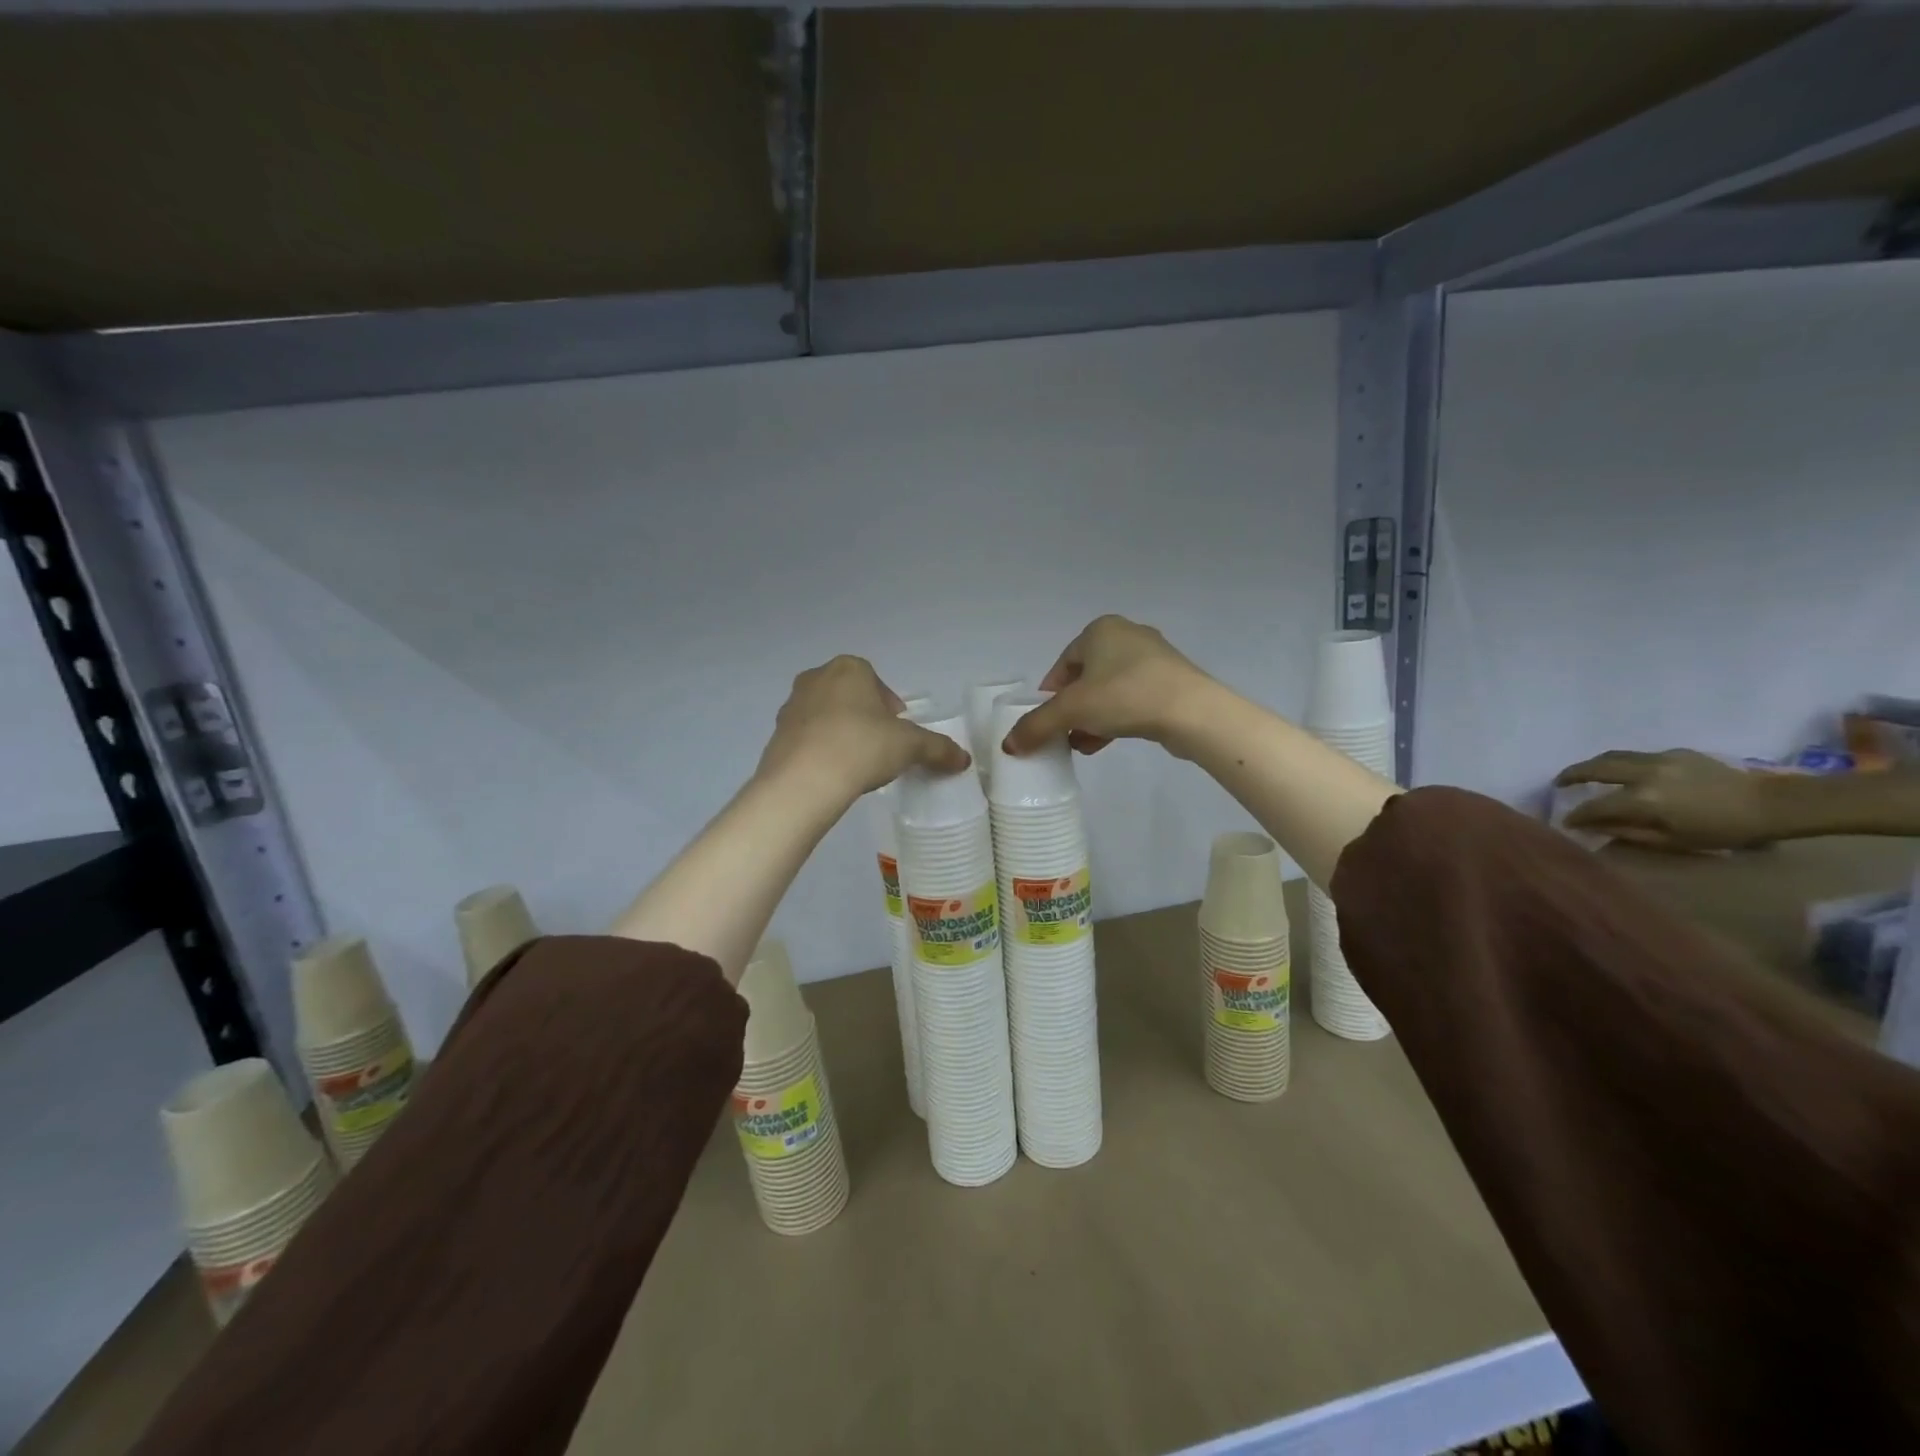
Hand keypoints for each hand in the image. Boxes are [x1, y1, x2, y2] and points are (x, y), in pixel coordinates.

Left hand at [757, 655, 969, 797]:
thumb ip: (938, 748)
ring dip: (841, 731)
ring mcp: (791, 706)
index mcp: (849, 669)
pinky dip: (820, 749)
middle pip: (848, 694)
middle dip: (865, 715)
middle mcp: (816, 678)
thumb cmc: (862, 747)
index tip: (898, 729)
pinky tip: (833, 773)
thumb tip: (964, 759)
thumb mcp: (910, 746)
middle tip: (880, 744)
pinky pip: (806, 737)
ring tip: (856, 762)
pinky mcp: (776, 735)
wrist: (803, 781)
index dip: (890, 705)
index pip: (875, 679)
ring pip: (825, 714)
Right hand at [1002, 614, 1210, 756]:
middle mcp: (1127, 635)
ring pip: (1109, 690)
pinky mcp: (1172, 681)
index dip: (1050, 695)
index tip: (1046, 721)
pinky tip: (1107, 742)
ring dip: (1092, 717)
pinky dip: (1116, 717)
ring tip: (1083, 743)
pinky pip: (1133, 698)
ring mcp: (1154, 658)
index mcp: (1100, 629)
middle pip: (1086, 678)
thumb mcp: (1070, 711)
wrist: (1191, 711)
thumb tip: (1008, 746)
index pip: (1063, 664)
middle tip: (1064, 734)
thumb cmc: (1124, 696)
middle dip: (1072, 709)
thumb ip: (1036, 726)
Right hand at [1555, 748, 1776, 850]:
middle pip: (1595, 768)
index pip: (1595, 805)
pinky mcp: (1675, 752)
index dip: (1577, 815)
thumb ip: (1628, 832)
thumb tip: (1593, 828)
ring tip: (1583, 772)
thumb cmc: (1722, 831)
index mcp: (1643, 799)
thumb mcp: (1672, 841)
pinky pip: (1638, 756)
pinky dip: (1623, 763)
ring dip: (1592, 764)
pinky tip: (1628, 773)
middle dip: (1571, 775)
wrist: (1772, 805)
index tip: (1566, 822)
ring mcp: (1659, 759)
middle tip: (1559, 783)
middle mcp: (1644, 773)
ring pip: (1613, 756)